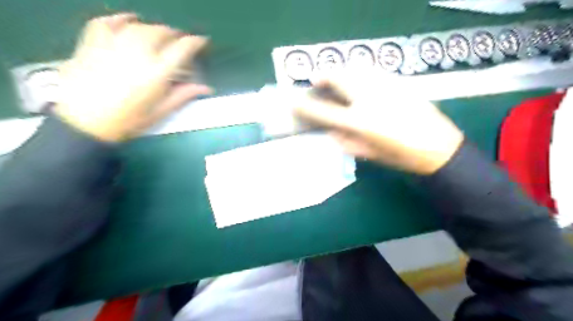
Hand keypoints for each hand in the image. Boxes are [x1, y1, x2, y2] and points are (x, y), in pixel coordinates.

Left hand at [54, 13, 210, 141]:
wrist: (84, 122)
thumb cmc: (127, 121)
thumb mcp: (160, 111)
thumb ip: (183, 95)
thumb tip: (206, 88)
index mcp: (157, 73)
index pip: (182, 49)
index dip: (195, 42)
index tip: (201, 41)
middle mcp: (139, 53)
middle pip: (161, 33)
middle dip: (174, 35)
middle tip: (178, 42)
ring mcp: (113, 45)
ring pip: (139, 26)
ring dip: (153, 28)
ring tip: (158, 35)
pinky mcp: (93, 43)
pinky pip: (108, 22)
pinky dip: (121, 19)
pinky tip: (129, 21)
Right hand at [293, 72, 461, 175]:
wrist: (439, 148)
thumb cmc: (401, 156)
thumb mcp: (369, 154)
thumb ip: (346, 142)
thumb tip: (330, 133)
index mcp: (360, 122)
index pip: (324, 111)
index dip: (305, 106)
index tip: (292, 101)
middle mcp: (369, 99)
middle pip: (339, 78)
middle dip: (323, 76)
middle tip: (316, 80)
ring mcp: (385, 87)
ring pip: (356, 69)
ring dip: (341, 72)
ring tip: (335, 78)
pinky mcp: (398, 82)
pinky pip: (372, 71)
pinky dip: (359, 73)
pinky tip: (359, 81)